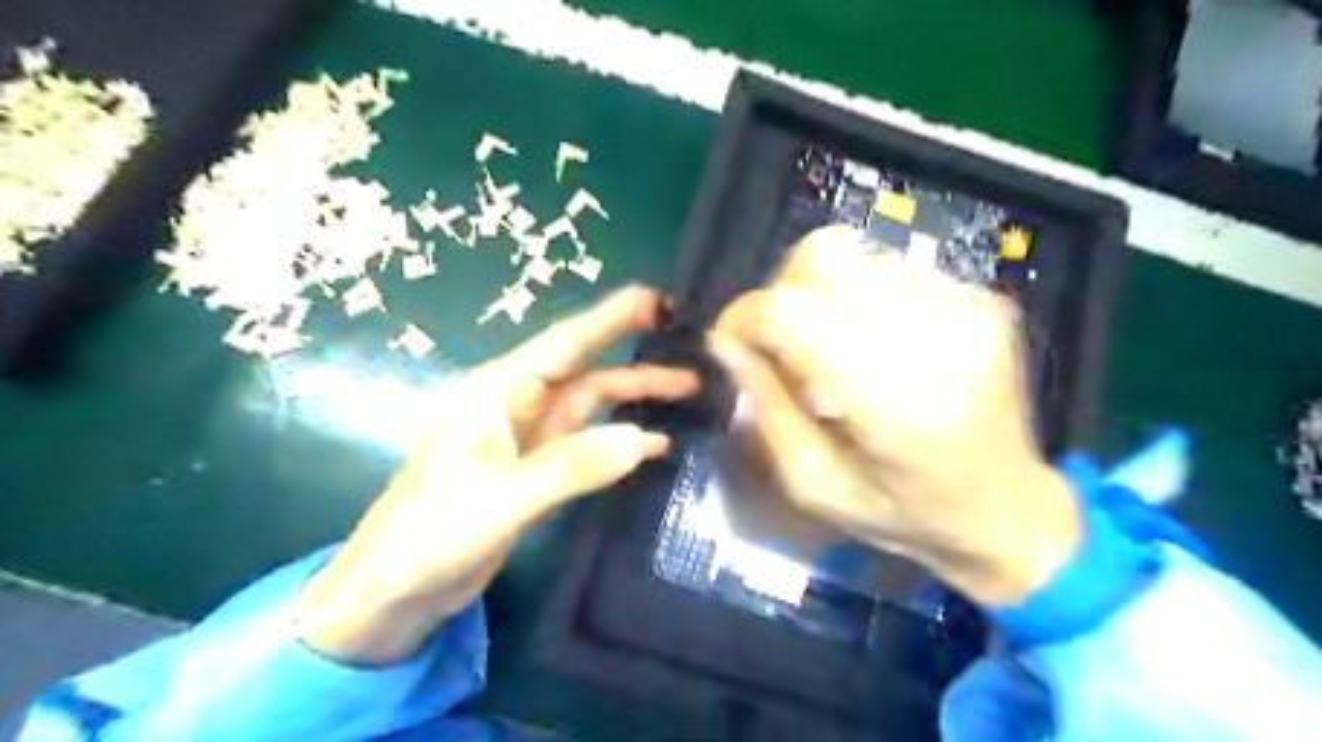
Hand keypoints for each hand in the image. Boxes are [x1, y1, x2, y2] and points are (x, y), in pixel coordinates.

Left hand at [292, 287, 694, 661]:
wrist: (391, 594)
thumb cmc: (430, 536)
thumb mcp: (502, 499)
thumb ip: (572, 466)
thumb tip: (645, 438)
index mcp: (496, 392)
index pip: (565, 343)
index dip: (612, 317)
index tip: (661, 299)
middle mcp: (514, 404)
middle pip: (586, 372)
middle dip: (637, 362)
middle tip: (694, 353)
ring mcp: (526, 438)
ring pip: (590, 405)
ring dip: (634, 398)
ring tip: (688, 393)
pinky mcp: (534, 469)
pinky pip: (585, 442)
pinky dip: (619, 440)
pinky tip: (654, 444)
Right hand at [707, 228, 1077, 608]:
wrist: (1009, 510)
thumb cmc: (903, 513)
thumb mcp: (813, 483)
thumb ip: (764, 406)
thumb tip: (724, 340)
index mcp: (893, 406)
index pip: (792, 312)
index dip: (745, 316)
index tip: (731, 342)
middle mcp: (937, 341)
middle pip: (824, 255)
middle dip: (783, 291)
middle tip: (783, 341)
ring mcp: (969, 309)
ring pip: (855, 255)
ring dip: (823, 296)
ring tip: (833, 349)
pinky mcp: (984, 299)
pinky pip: (891, 269)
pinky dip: (862, 300)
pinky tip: (874, 345)